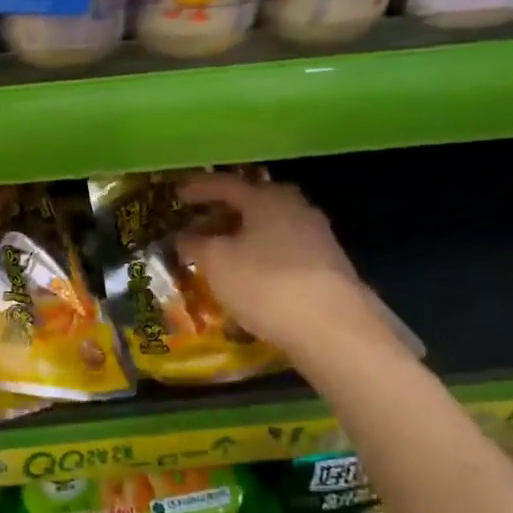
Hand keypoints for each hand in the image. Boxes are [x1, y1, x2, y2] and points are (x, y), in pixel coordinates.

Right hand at [177, 175, 397, 361]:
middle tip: (199, 225)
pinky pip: (283, 251)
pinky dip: (260, 256)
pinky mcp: (327, 267)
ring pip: (269, 228)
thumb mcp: (215, 262)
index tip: (177, 195)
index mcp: (266, 198)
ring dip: (242, 237)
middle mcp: (295, 209)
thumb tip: (184, 237)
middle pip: (252, 204)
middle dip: (224, 213)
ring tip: (219, 255)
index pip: (225, 184)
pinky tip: (247, 276)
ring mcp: (317, 237)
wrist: (334, 328)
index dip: (198, 189)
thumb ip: (195, 244)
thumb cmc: (265, 283)